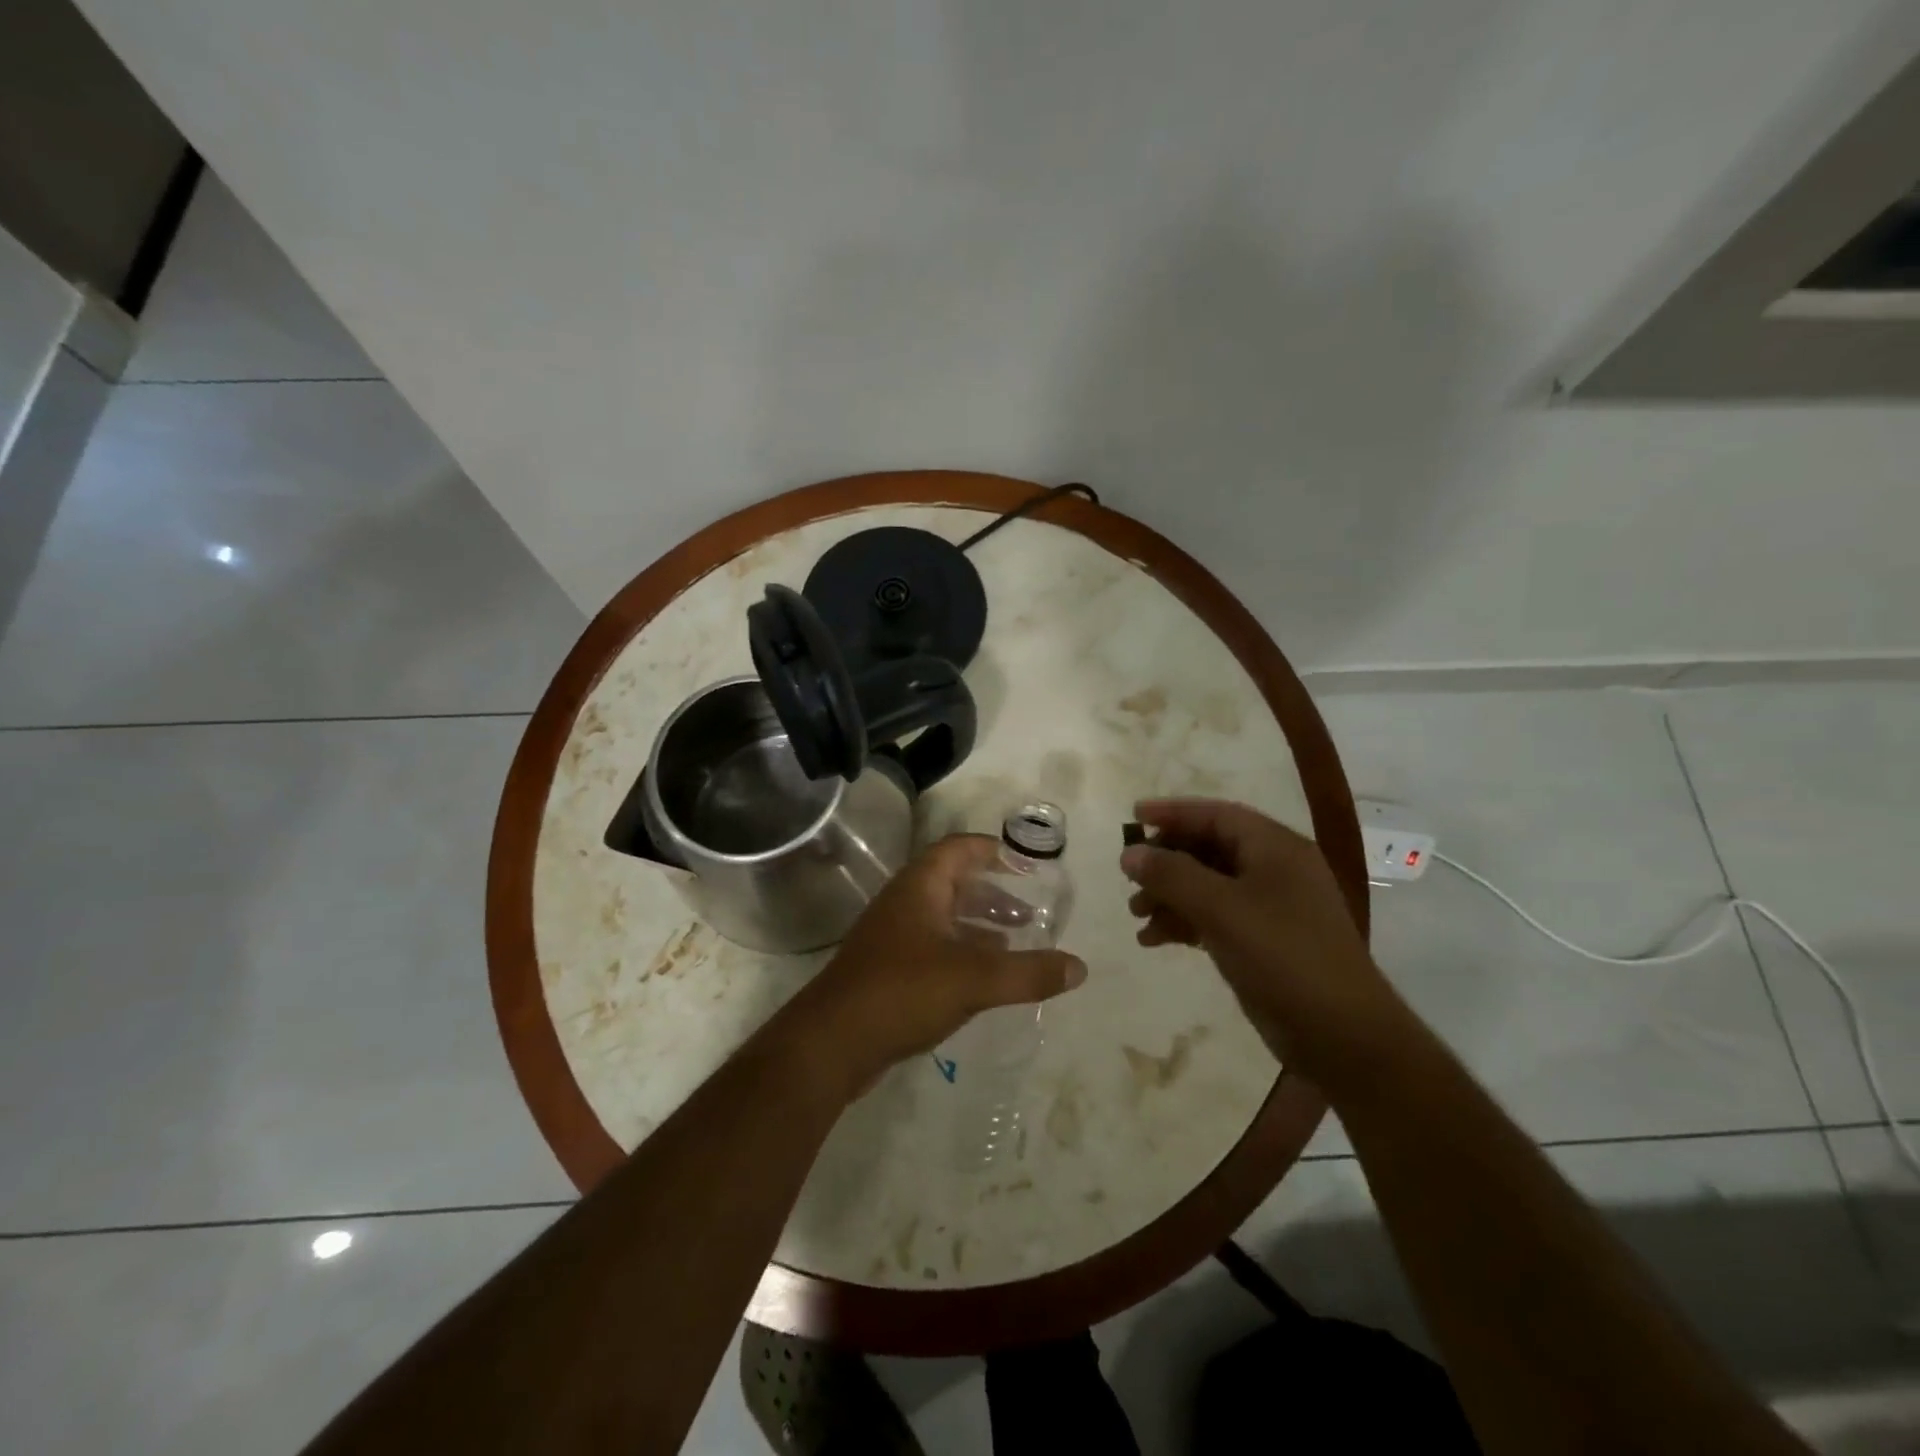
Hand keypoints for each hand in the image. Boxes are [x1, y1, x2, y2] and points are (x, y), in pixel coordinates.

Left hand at [778, 834, 1086, 1099]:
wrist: (831, 1043)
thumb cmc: (903, 991)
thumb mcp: (974, 979)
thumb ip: (1029, 972)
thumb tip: (1079, 967)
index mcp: (921, 887)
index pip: (958, 849)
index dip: (992, 850)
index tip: (1026, 864)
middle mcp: (905, 903)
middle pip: (953, 882)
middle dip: (993, 892)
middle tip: (1031, 910)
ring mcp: (893, 937)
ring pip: (944, 918)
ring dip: (979, 925)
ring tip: (1017, 940)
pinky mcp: (889, 970)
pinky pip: (934, 948)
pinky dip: (963, 952)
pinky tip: (985, 977)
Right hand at [1121, 798, 1403, 1085]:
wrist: (1342, 1035)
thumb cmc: (1283, 956)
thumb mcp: (1221, 908)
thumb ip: (1172, 875)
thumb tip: (1130, 853)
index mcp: (1275, 848)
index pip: (1216, 815)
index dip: (1173, 812)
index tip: (1132, 816)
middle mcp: (1274, 870)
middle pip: (1208, 849)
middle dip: (1166, 861)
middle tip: (1129, 878)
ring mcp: (1270, 907)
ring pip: (1207, 886)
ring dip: (1169, 895)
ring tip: (1136, 915)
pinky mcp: (1263, 941)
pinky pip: (1214, 917)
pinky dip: (1184, 922)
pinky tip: (1154, 940)